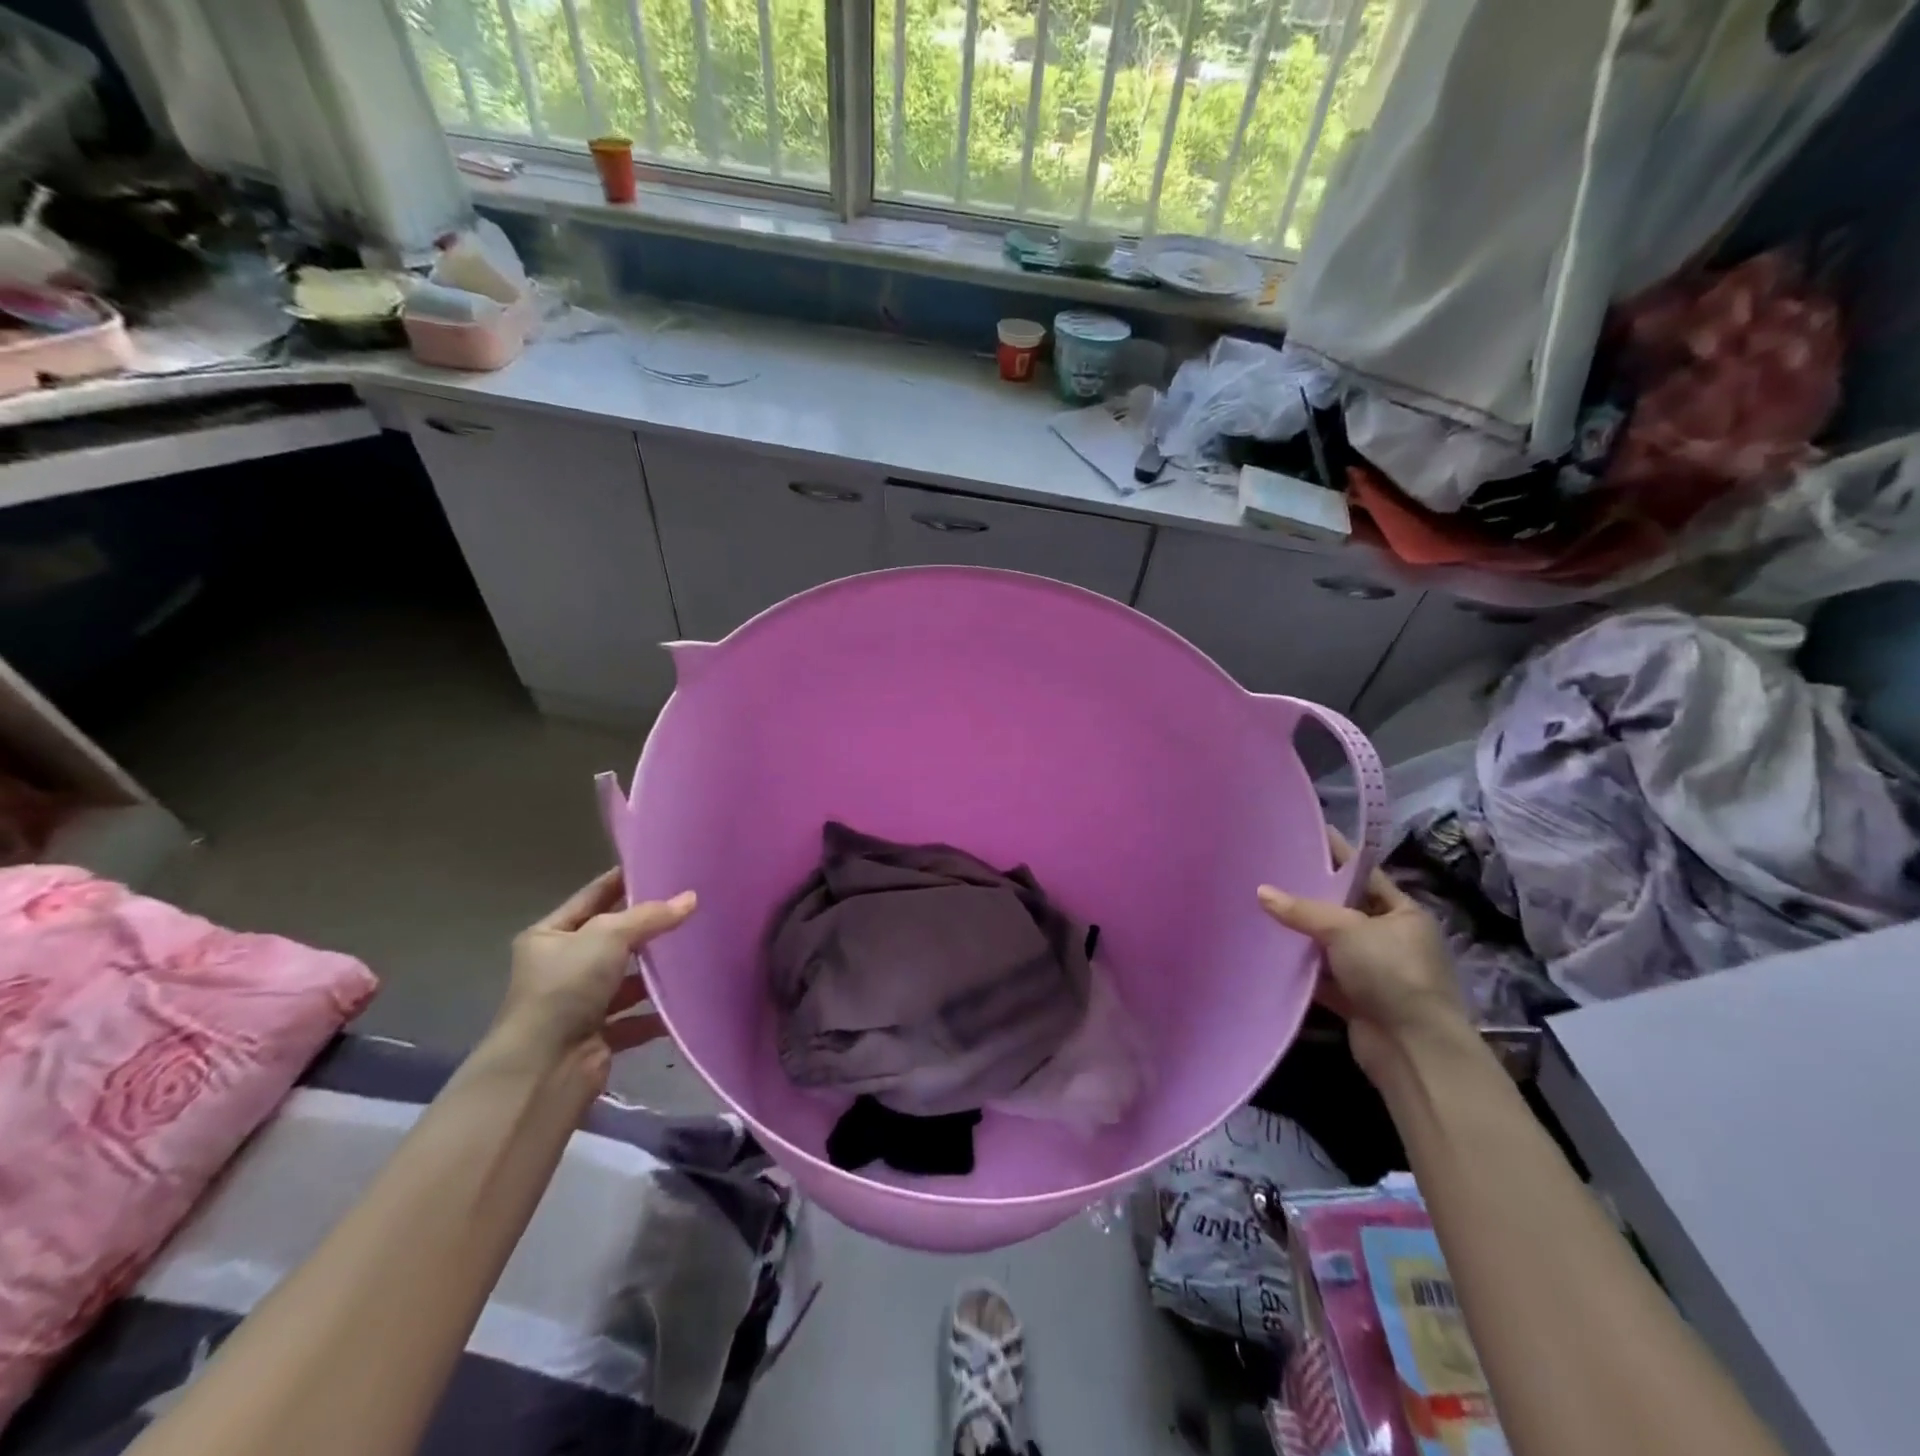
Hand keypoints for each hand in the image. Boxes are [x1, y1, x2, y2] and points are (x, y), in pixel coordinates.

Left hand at [494, 869, 696, 1085]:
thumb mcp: (608, 936)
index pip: (593, 897)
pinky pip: (635, 1018)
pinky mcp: (598, 1036)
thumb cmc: (566, 987)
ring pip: (626, 979)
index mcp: (549, 936)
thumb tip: (691, 898)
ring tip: (696, 951)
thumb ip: (651, 916)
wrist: (544, 1067)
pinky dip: (657, 1013)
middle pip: (613, 938)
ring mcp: (579, 1003)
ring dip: (655, 972)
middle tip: (690, 907)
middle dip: (647, 928)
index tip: (662, 867)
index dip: (624, 881)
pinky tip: (686, 1000)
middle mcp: (561, 967)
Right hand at [1258, 831, 1469, 1082]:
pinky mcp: (1357, 1000)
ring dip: (1302, 935)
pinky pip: (1323, 976)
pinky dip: (1301, 969)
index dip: (1338, 856)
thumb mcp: (1346, 930)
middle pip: (1344, 910)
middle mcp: (1391, 939)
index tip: (1307, 834)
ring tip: (1261, 908)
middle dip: (1311, 896)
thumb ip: (1302, 910)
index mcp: (1403, 913)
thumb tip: (1262, 891)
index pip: (1365, 875)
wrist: (1413, 1048)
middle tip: (1271, 872)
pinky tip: (1270, 954)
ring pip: (1330, 944)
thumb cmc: (1390, 973)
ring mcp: (1375, 971)